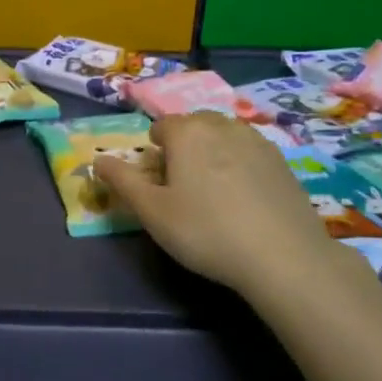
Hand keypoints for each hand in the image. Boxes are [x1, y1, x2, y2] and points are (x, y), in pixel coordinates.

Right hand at [94, 113, 373, 302]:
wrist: (282, 255)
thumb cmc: (205, 231)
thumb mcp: (152, 212)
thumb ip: (122, 181)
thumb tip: (98, 160)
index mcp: (187, 131)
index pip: (160, 128)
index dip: (153, 155)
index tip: (158, 187)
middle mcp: (222, 125)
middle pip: (193, 127)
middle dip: (183, 149)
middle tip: (183, 191)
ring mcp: (257, 140)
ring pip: (223, 138)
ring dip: (212, 155)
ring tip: (215, 196)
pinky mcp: (283, 161)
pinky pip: (249, 154)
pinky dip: (240, 167)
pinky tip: (245, 202)